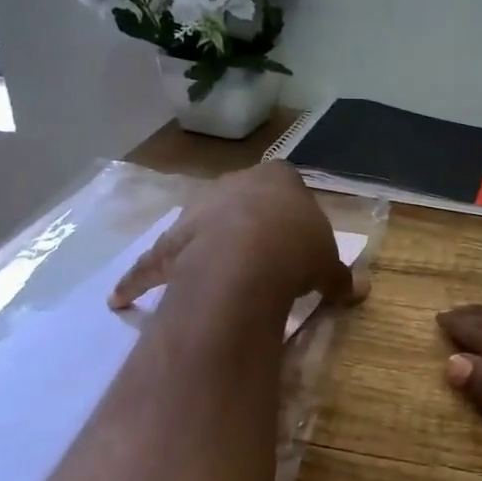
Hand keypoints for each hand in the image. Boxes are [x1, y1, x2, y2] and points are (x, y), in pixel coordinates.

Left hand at [110, 163, 364, 314]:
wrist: (249, 258)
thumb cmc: (296, 249)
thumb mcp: (328, 264)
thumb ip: (339, 276)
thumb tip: (359, 292)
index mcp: (279, 179)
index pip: (286, 183)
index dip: (291, 211)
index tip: (297, 236)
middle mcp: (236, 185)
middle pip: (241, 200)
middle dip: (248, 223)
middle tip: (261, 256)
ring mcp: (199, 210)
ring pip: (197, 225)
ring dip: (200, 244)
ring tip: (205, 272)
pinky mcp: (172, 241)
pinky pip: (156, 262)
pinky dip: (141, 281)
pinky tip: (122, 300)